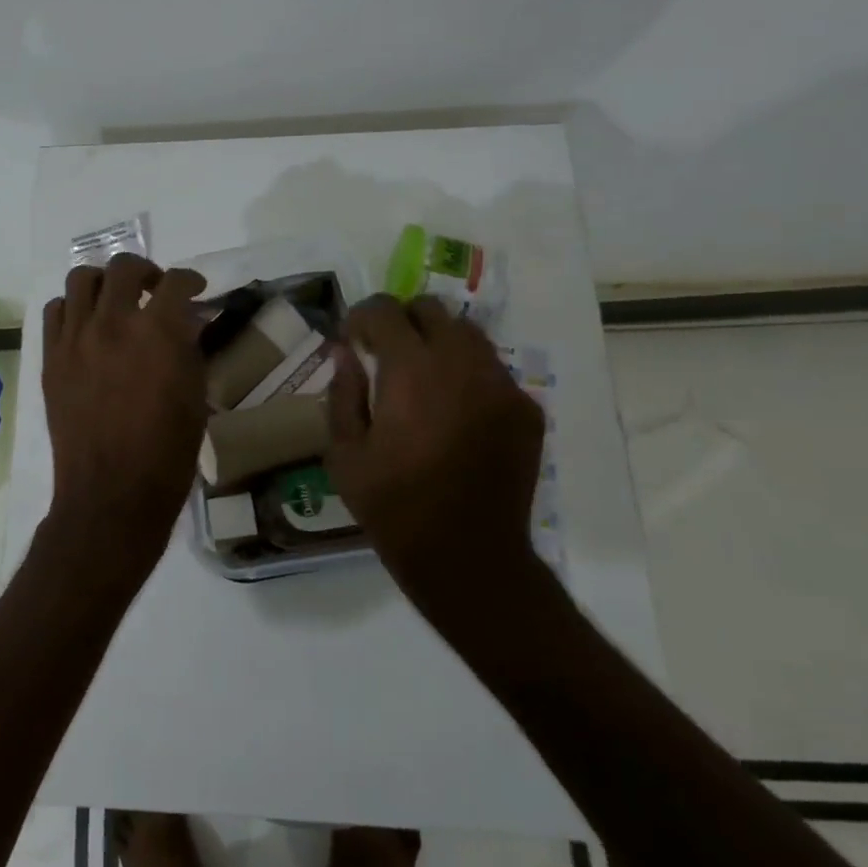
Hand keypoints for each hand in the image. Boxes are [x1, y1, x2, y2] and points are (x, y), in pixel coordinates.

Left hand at [42, 254, 207, 580]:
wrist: (112, 492)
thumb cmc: (166, 451)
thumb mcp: (194, 396)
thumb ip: (188, 348)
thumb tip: (183, 322)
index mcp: (156, 332)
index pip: (175, 282)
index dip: (190, 279)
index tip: (196, 288)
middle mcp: (112, 323)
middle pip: (124, 267)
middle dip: (146, 271)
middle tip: (155, 289)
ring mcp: (75, 338)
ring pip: (81, 279)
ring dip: (104, 282)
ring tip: (115, 301)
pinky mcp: (51, 357)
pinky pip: (55, 311)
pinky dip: (73, 307)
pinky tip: (86, 325)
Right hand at [327, 295, 547, 621]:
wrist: (468, 556)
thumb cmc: (393, 507)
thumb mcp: (344, 454)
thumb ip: (342, 393)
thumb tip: (344, 352)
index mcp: (410, 371)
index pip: (385, 310)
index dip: (362, 317)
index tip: (353, 341)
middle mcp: (461, 364)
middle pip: (431, 309)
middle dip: (402, 321)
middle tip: (386, 354)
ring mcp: (500, 385)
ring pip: (467, 333)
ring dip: (437, 342)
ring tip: (422, 379)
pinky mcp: (525, 409)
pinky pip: (492, 369)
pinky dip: (467, 373)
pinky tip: (454, 411)